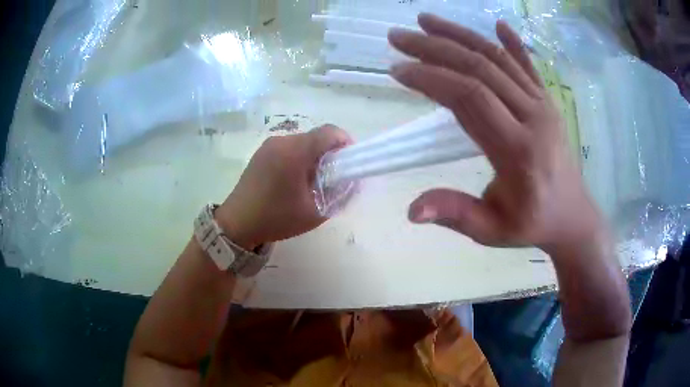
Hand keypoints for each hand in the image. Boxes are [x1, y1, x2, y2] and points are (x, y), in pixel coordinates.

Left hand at [215, 125, 351, 249]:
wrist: (237, 224)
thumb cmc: (276, 218)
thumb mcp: (315, 212)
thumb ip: (339, 195)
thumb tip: (351, 181)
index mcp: (295, 151)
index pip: (329, 132)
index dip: (345, 142)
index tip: (350, 162)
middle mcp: (281, 141)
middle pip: (315, 137)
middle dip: (330, 153)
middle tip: (333, 177)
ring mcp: (268, 145)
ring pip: (302, 142)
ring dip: (313, 156)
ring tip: (313, 181)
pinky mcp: (261, 153)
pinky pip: (288, 148)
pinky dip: (299, 158)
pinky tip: (294, 180)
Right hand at [388, 14, 604, 252]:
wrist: (572, 216)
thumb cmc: (532, 224)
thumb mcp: (492, 231)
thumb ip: (456, 214)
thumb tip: (412, 210)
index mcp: (518, 150)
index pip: (470, 98)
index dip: (431, 78)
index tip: (397, 70)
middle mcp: (532, 117)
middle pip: (480, 68)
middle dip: (434, 48)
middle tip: (398, 37)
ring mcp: (543, 104)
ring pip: (498, 58)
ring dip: (460, 35)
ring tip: (426, 21)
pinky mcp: (548, 101)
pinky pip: (528, 66)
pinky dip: (512, 43)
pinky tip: (498, 24)